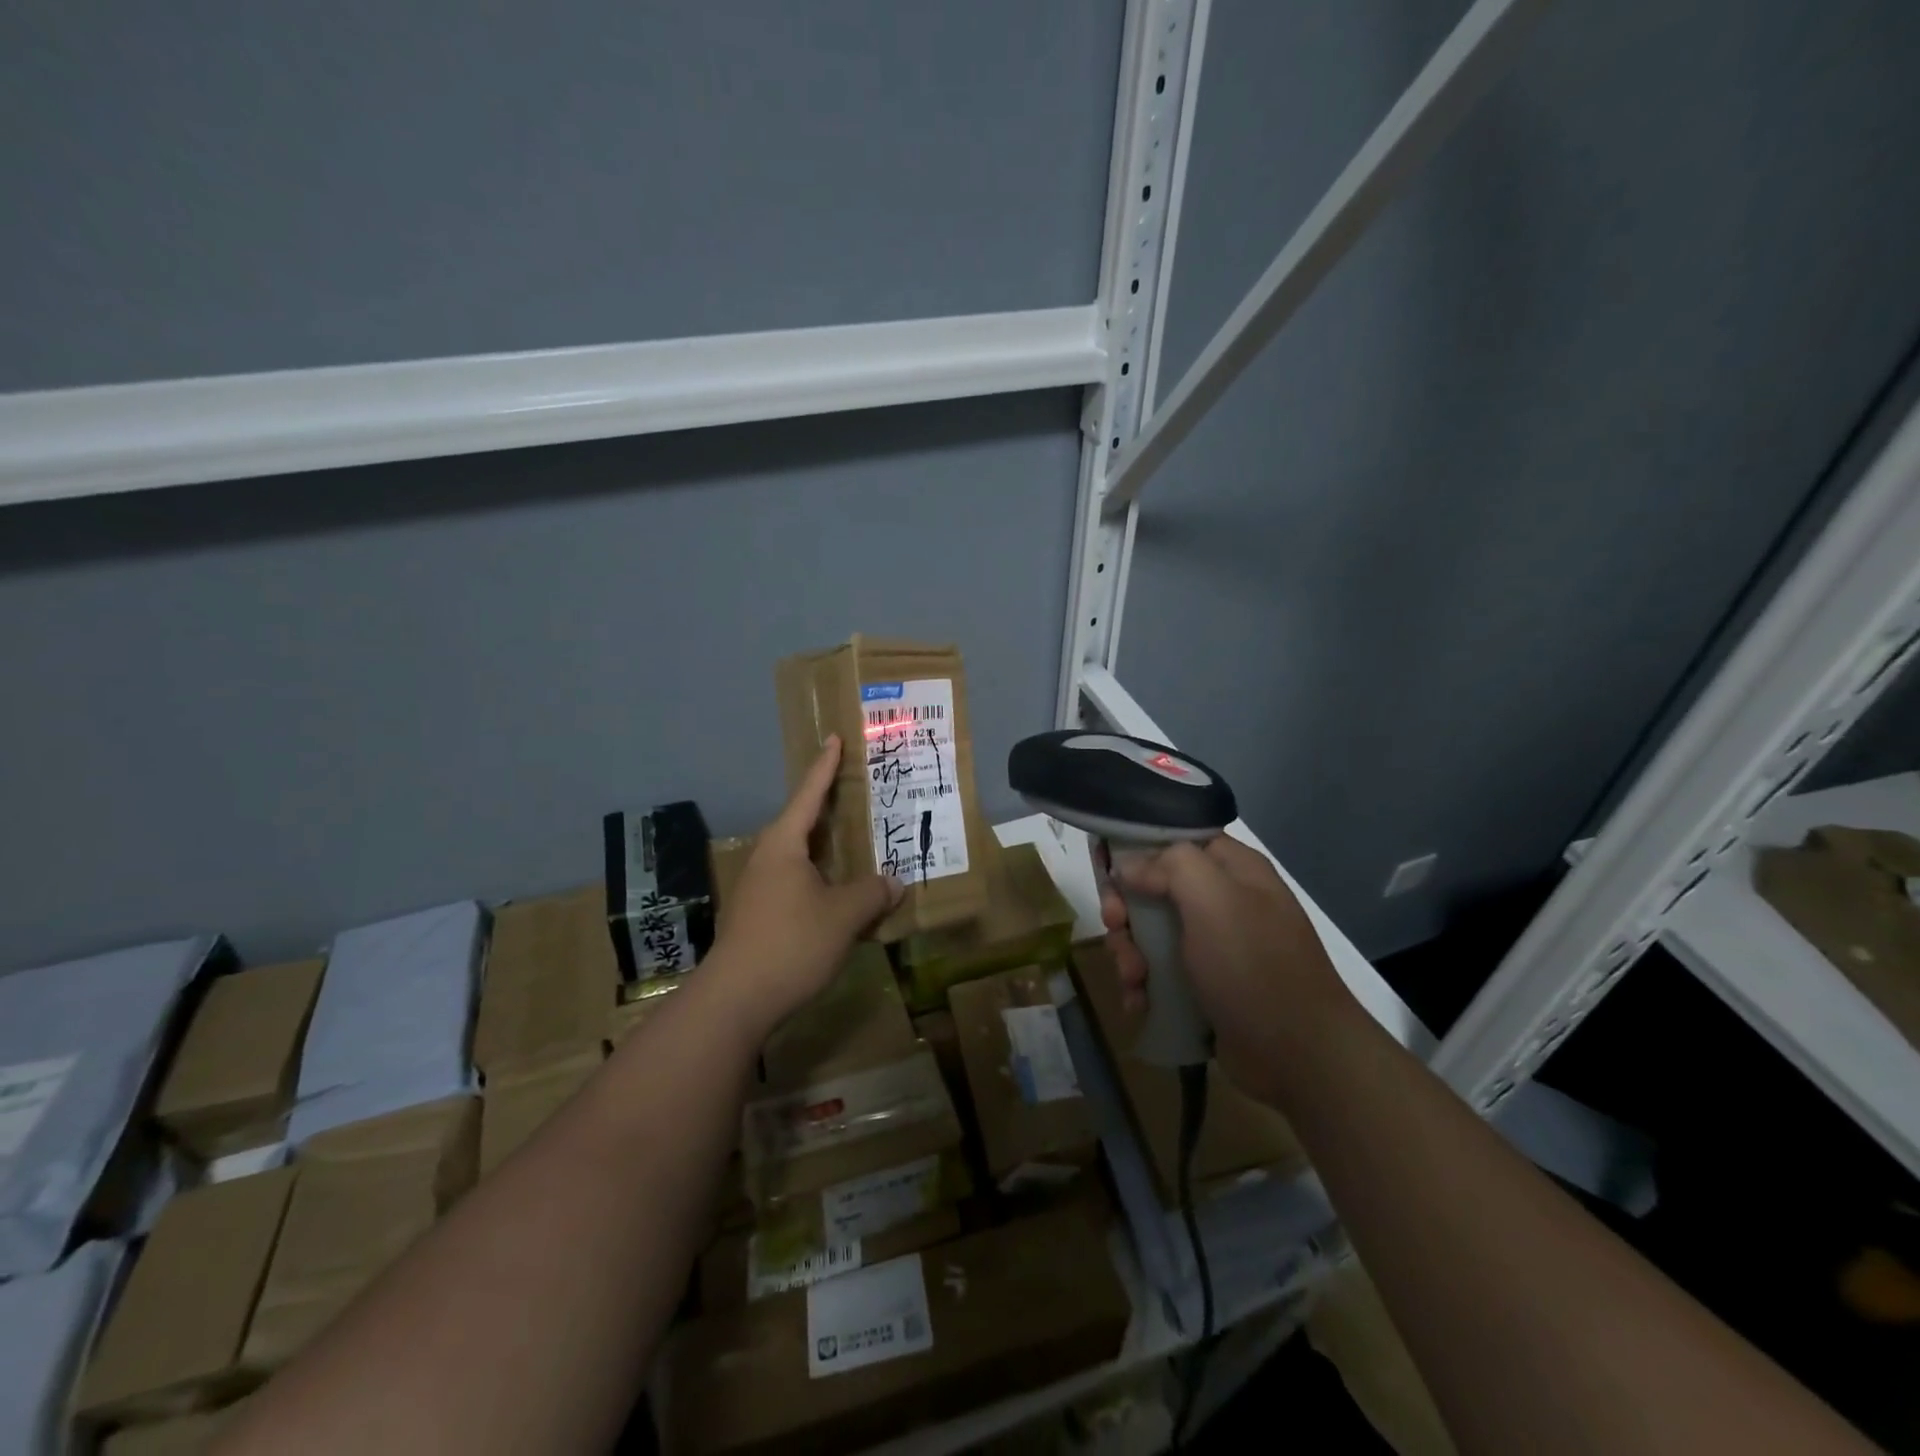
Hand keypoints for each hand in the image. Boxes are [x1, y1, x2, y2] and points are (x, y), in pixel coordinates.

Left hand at [712, 735, 902, 1031]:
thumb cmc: (790, 943)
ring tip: (859, 843)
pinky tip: (842, 893)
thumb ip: (872, 893)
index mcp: (784, 844)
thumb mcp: (843, 915)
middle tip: (861, 792)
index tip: (835, 738)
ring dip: (829, 849)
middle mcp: (768, 858)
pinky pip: (798, 882)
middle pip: (804, 823)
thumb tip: (893, 882)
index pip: (809, 794)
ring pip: (802, 856)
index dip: (825, 766)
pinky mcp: (760, 915)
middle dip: (831, 808)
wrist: (735, 1000)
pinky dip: (822, 878)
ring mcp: (760, 888)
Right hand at [1100, 835, 1354, 1103]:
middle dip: (1126, 910)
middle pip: (1152, 888)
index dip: (1135, 849)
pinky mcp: (1204, 985)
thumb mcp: (1214, 900)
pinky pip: (1159, 972)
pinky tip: (1140, 1004)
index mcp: (1232, 869)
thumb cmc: (1254, 966)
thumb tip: (1128, 866)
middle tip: (1115, 928)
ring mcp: (1214, 945)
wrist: (1300, 1057)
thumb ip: (1169, 865)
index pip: (1173, 839)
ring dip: (1130, 953)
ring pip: (1150, 933)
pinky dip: (1143, 985)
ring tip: (1133, 980)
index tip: (1105, 870)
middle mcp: (1223, 900)